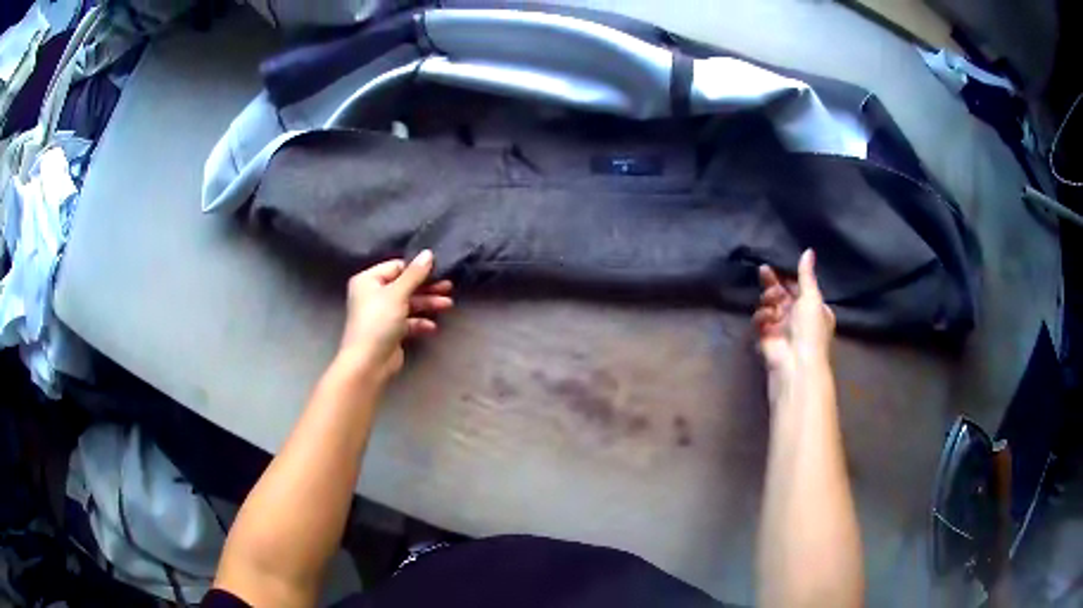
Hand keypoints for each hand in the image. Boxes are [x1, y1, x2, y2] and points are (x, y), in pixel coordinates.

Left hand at [337, 250, 453, 382]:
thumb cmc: (378, 322)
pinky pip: (408, 322)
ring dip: (428, 304)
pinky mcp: (390, 332)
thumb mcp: (397, 294)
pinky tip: (432, 327)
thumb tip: (428, 253)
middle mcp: (373, 295)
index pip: (396, 267)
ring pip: (409, 304)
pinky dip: (420, 323)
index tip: (439, 269)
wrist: (368, 363)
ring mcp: (382, 314)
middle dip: (427, 288)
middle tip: (449, 287)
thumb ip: (414, 274)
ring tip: (448, 304)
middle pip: (405, 285)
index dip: (417, 268)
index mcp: (368, 280)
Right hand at [753, 249, 834, 382]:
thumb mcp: (812, 297)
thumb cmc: (810, 330)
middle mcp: (797, 317)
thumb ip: (806, 274)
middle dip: (773, 284)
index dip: (788, 277)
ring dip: (768, 300)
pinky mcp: (766, 337)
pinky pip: (760, 320)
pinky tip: (766, 319)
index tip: (777, 265)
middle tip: (763, 271)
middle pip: (781, 293)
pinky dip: (761, 317)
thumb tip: (808, 250)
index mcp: (813, 308)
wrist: (796, 364)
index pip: (798, 287)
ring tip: (770, 302)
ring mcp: (781, 327)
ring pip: (769, 304)